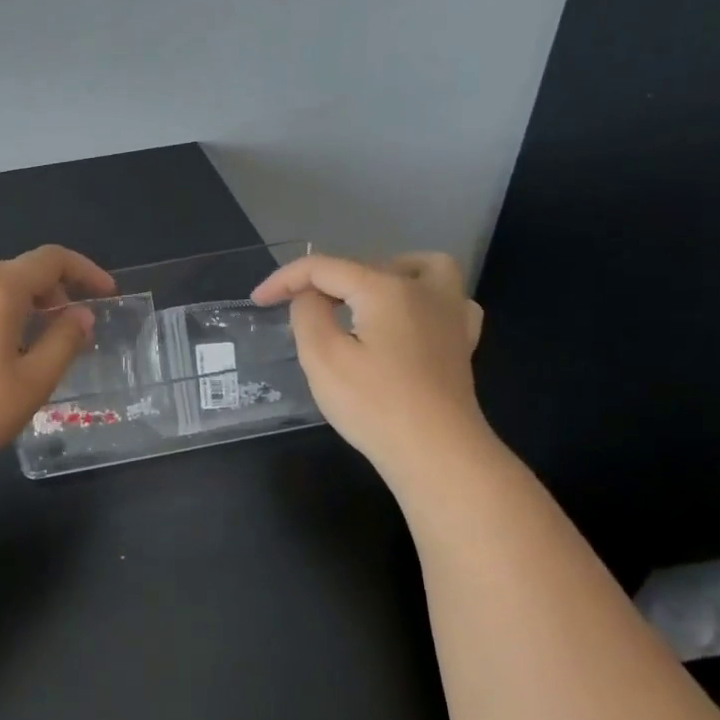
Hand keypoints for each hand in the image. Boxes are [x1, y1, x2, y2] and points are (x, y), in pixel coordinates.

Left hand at [0, 245, 114, 474]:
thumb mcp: (33, 382)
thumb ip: (64, 341)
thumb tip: (81, 314)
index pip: (51, 260)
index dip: (84, 271)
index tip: (104, 293)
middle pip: (15, 268)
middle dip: (48, 289)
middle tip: (61, 326)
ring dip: (6, 292)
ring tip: (15, 327)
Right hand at [252, 253, 487, 476]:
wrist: (436, 453)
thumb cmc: (375, 405)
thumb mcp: (322, 357)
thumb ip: (307, 314)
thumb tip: (309, 297)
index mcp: (385, 288)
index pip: (323, 268)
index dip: (284, 279)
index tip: (258, 300)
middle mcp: (422, 289)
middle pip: (364, 266)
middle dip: (324, 282)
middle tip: (297, 311)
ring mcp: (450, 314)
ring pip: (418, 268)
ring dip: (382, 273)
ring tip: (357, 298)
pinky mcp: (461, 341)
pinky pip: (446, 299)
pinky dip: (422, 297)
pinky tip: (407, 318)